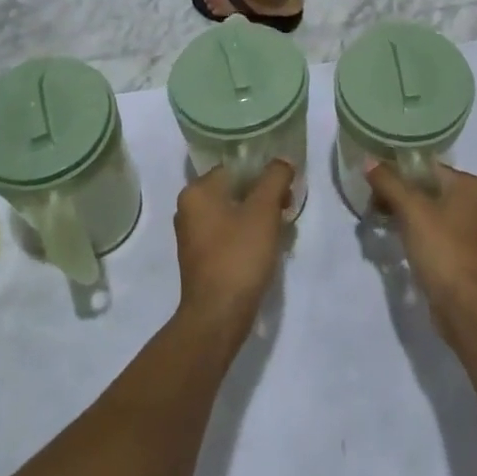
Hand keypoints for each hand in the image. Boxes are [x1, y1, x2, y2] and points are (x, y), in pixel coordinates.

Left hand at [173, 160, 293, 345]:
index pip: (236, 167)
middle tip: (287, 207)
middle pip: (234, 189)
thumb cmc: (239, 255)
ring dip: (258, 216)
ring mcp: (193, 235)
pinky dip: (247, 234)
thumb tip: (283, 160)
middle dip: (263, 196)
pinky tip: (266, 247)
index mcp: (197, 191)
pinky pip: (228, 233)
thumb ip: (275, 177)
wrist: (218, 315)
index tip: (286, 188)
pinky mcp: (200, 258)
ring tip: (282, 228)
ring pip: (232, 212)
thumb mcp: (264, 210)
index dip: (265, 174)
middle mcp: (189, 208)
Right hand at [367, 161, 476, 340]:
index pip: (426, 167)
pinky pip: (430, 231)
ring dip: (401, 213)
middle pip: (425, 188)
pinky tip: (392, 237)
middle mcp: (473, 202)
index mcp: (470, 185)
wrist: (466, 307)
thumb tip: (367, 160)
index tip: (371, 182)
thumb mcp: (412, 210)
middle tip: (370, 204)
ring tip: (376, 220)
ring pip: (426, 211)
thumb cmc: (443, 249)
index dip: (397, 172)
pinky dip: (412, 231)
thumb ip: (388, 182)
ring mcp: (468, 229)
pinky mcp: (459, 252)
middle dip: (396, 194)